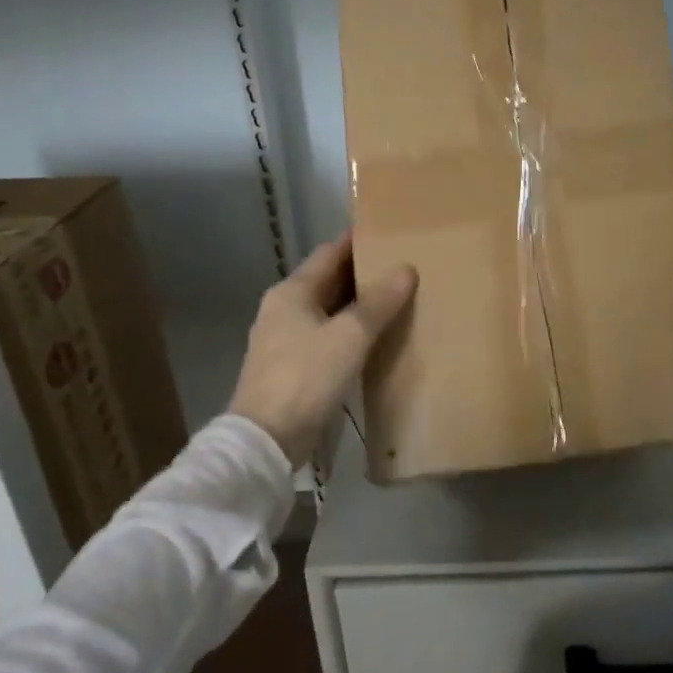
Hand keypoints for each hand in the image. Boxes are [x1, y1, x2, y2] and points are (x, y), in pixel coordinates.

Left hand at [228, 234, 417, 466]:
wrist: (266, 439)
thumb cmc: (306, 377)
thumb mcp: (349, 336)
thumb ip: (379, 302)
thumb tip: (406, 269)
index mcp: (292, 292)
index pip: (329, 253)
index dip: (358, 242)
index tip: (390, 233)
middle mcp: (284, 309)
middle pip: (329, 281)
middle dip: (363, 274)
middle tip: (403, 267)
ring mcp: (285, 339)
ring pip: (329, 310)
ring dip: (358, 304)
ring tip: (397, 299)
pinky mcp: (292, 366)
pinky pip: (327, 336)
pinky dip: (350, 331)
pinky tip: (375, 338)